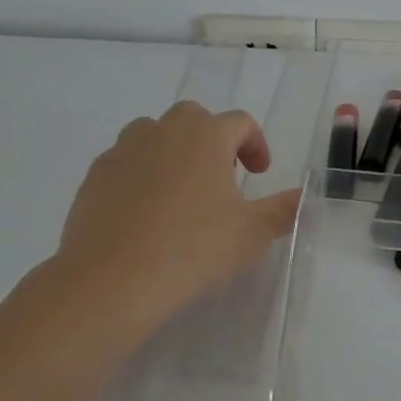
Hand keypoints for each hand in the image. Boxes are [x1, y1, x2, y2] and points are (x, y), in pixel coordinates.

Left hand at [44, 101, 301, 343]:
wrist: (110, 282)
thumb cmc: (192, 250)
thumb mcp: (252, 234)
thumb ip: (284, 210)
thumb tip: (305, 197)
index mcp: (206, 136)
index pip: (240, 122)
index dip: (255, 144)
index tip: (259, 173)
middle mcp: (164, 131)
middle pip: (194, 117)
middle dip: (212, 139)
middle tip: (221, 176)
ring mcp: (124, 151)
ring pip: (154, 134)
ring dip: (173, 150)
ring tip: (181, 190)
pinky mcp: (95, 176)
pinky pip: (125, 161)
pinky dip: (140, 174)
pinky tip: (145, 212)